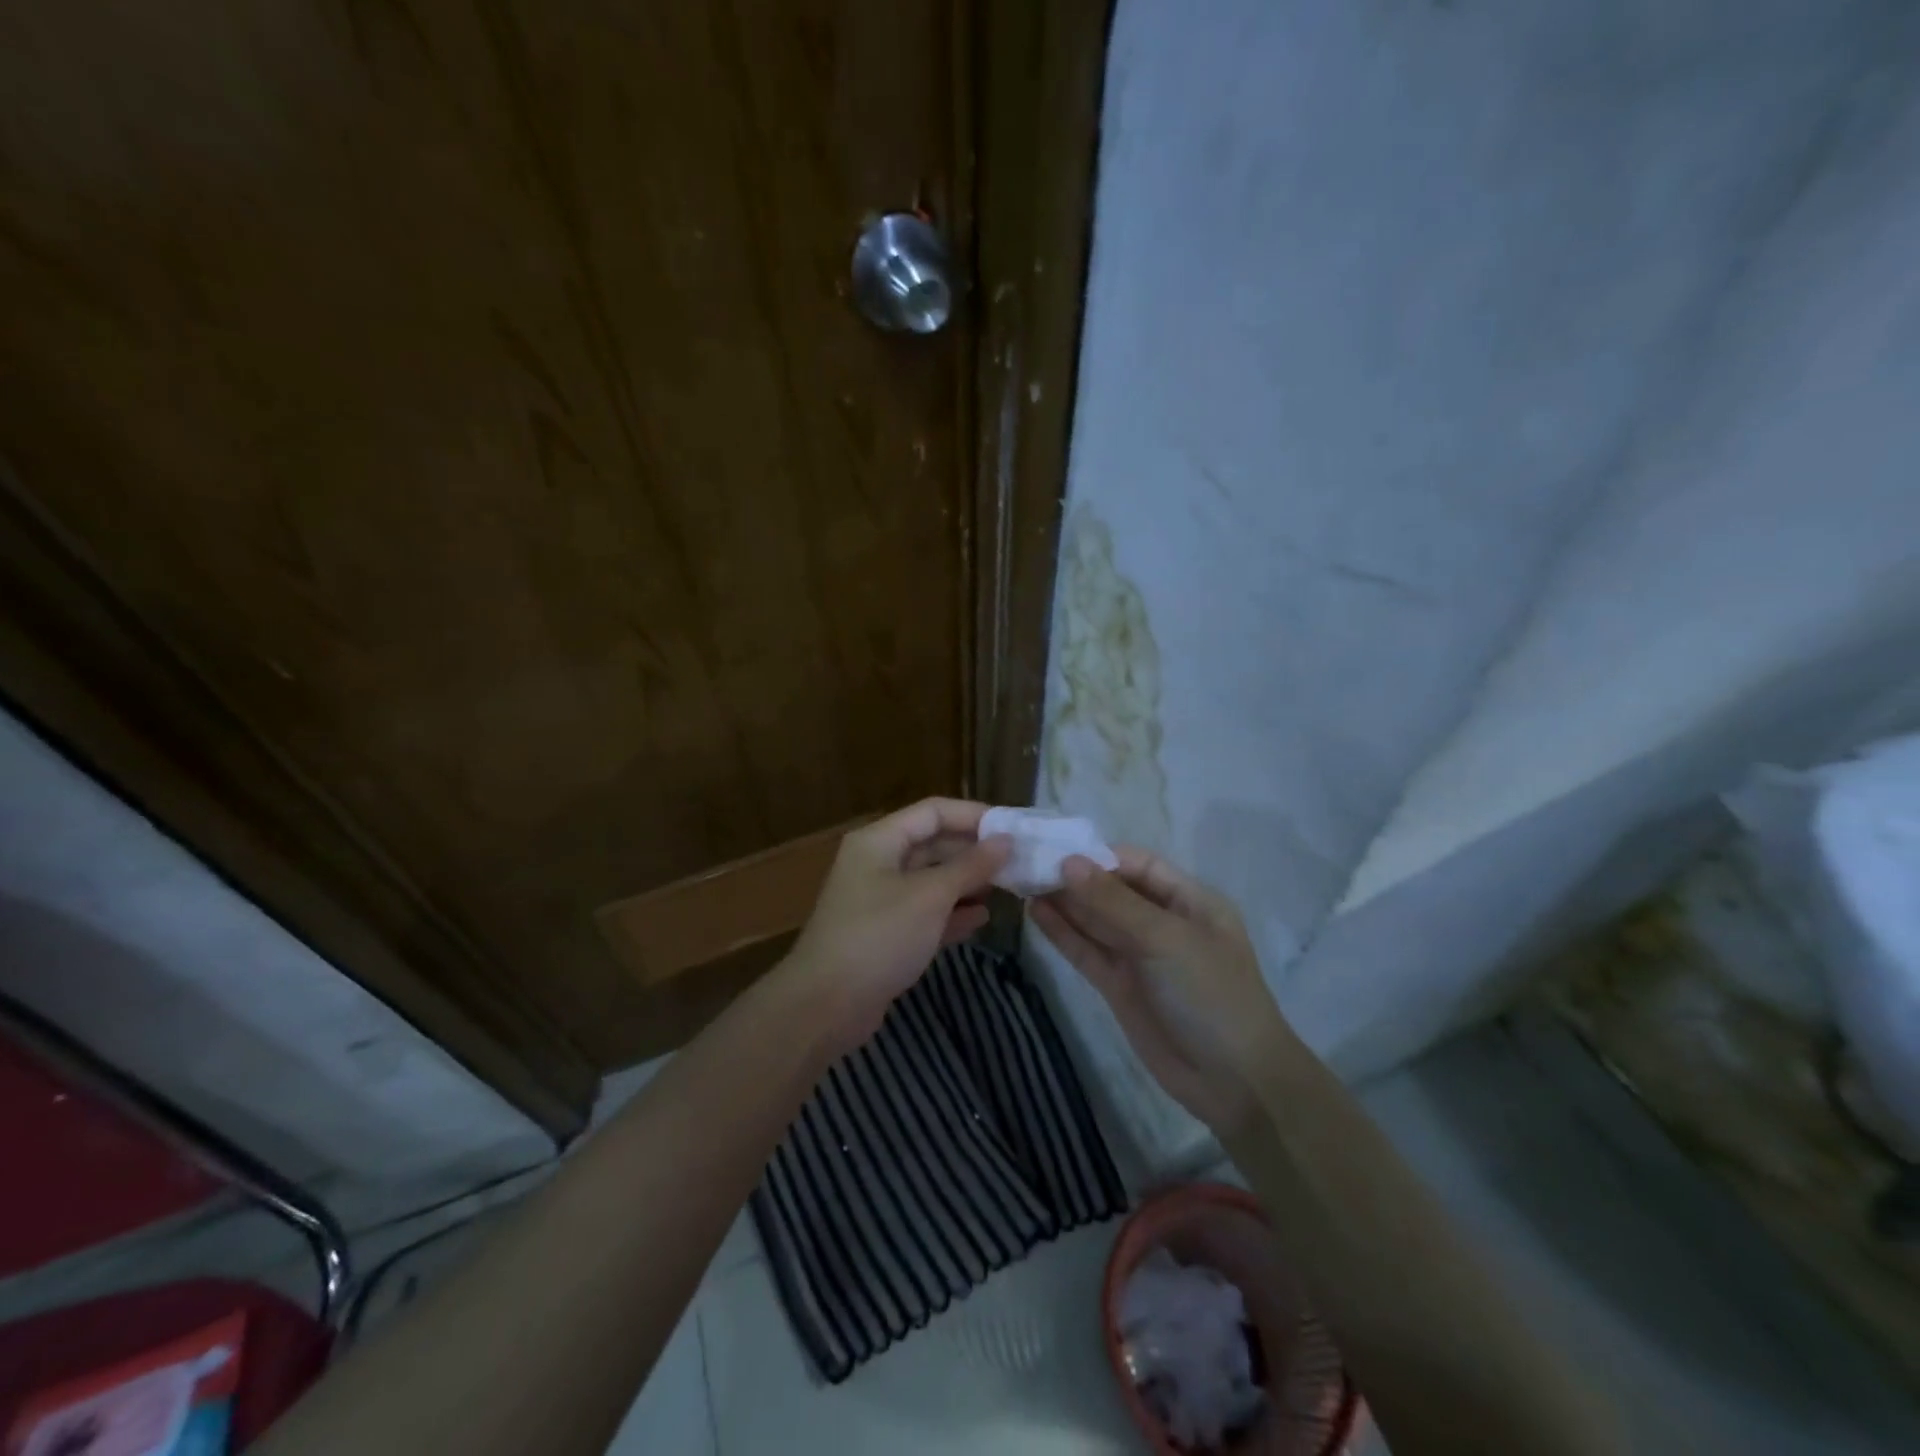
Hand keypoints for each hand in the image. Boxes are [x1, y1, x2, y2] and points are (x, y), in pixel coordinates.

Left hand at [783, 798, 1011, 1051]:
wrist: (826, 1005)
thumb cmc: (879, 937)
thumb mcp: (930, 896)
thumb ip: (970, 866)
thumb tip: (1005, 840)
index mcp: (880, 841)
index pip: (933, 812)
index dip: (973, 815)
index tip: (1013, 828)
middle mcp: (878, 863)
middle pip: (933, 844)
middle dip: (974, 852)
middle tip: (1019, 860)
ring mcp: (880, 900)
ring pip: (931, 880)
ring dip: (967, 882)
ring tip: (1008, 887)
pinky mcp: (886, 934)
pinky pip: (925, 913)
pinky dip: (952, 913)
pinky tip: (982, 918)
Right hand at [1031, 848, 1297, 1134]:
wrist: (1234, 1083)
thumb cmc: (1210, 994)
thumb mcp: (1166, 939)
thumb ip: (1113, 902)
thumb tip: (1068, 863)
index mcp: (1189, 901)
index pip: (1138, 865)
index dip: (1099, 856)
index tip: (1056, 848)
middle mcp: (1162, 922)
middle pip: (1112, 890)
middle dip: (1074, 877)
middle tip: (1027, 863)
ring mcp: (1139, 956)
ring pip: (1095, 920)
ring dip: (1063, 902)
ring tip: (1022, 882)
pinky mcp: (1119, 986)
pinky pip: (1087, 951)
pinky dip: (1063, 933)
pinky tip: (1035, 913)